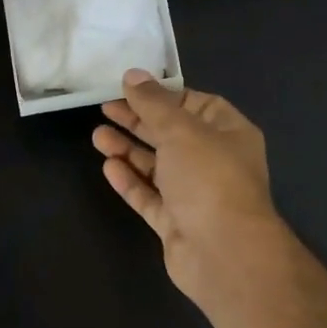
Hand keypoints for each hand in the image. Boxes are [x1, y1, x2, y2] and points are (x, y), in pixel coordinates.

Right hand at [92, 69, 288, 309]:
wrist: (224, 252)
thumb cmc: (209, 178)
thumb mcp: (181, 129)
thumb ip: (153, 103)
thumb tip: (132, 74)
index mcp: (229, 133)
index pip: (195, 104)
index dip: (164, 95)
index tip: (131, 89)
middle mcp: (214, 161)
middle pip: (171, 134)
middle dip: (139, 121)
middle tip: (105, 108)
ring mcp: (194, 195)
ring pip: (157, 166)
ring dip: (128, 150)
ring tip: (97, 136)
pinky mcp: (176, 222)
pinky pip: (149, 196)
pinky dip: (130, 181)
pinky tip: (108, 166)